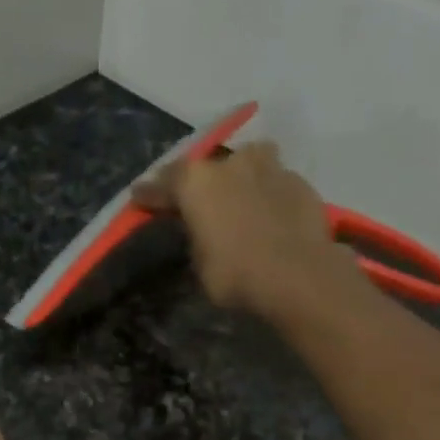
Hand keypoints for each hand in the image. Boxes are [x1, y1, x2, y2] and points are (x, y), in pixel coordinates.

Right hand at [132, 142, 352, 318]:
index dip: (150, 193)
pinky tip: (270, 215)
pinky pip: (275, 183)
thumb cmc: (236, 274)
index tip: (139, 197)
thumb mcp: (201, 264)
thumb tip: (205, 231)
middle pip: (209, 167)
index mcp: (197, 182)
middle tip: (199, 201)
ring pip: (249, 163)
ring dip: (241, 177)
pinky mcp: (301, 182)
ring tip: (241, 197)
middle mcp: (231, 164)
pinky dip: (269, 195)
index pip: (164, 183)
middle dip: (201, 183)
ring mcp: (270, 168)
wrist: (298, 275)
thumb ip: (198, 237)